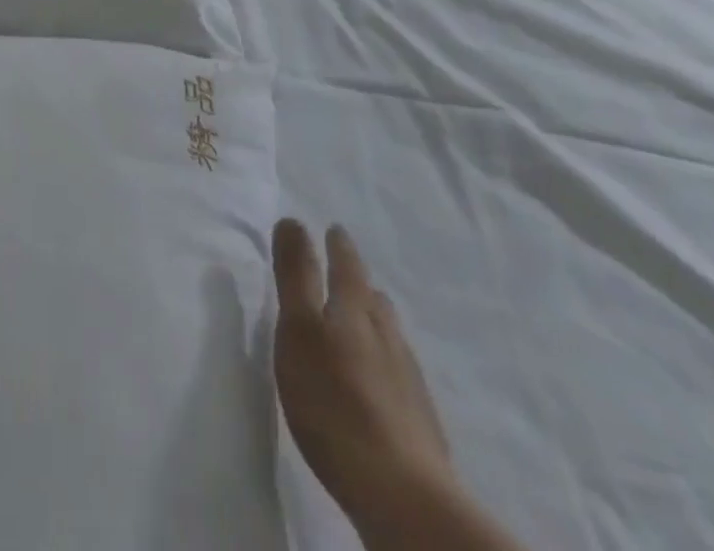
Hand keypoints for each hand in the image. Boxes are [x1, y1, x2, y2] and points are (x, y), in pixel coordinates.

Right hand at [272, 219, 455, 527]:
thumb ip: (296, 275)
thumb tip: (293, 220)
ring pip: (389, 337)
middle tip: (346, 274)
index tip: (334, 229)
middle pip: (373, 300)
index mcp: (356, 310)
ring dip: (374, 324)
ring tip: (360, 325)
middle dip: (358, 284)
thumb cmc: (333, 400)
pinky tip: (379, 384)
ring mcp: (408, 381)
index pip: (347, 265)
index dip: (338, 246)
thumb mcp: (299, 329)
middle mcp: (387, 336)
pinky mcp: (419, 424)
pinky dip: (384, 365)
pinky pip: (399, 376)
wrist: (400, 493)